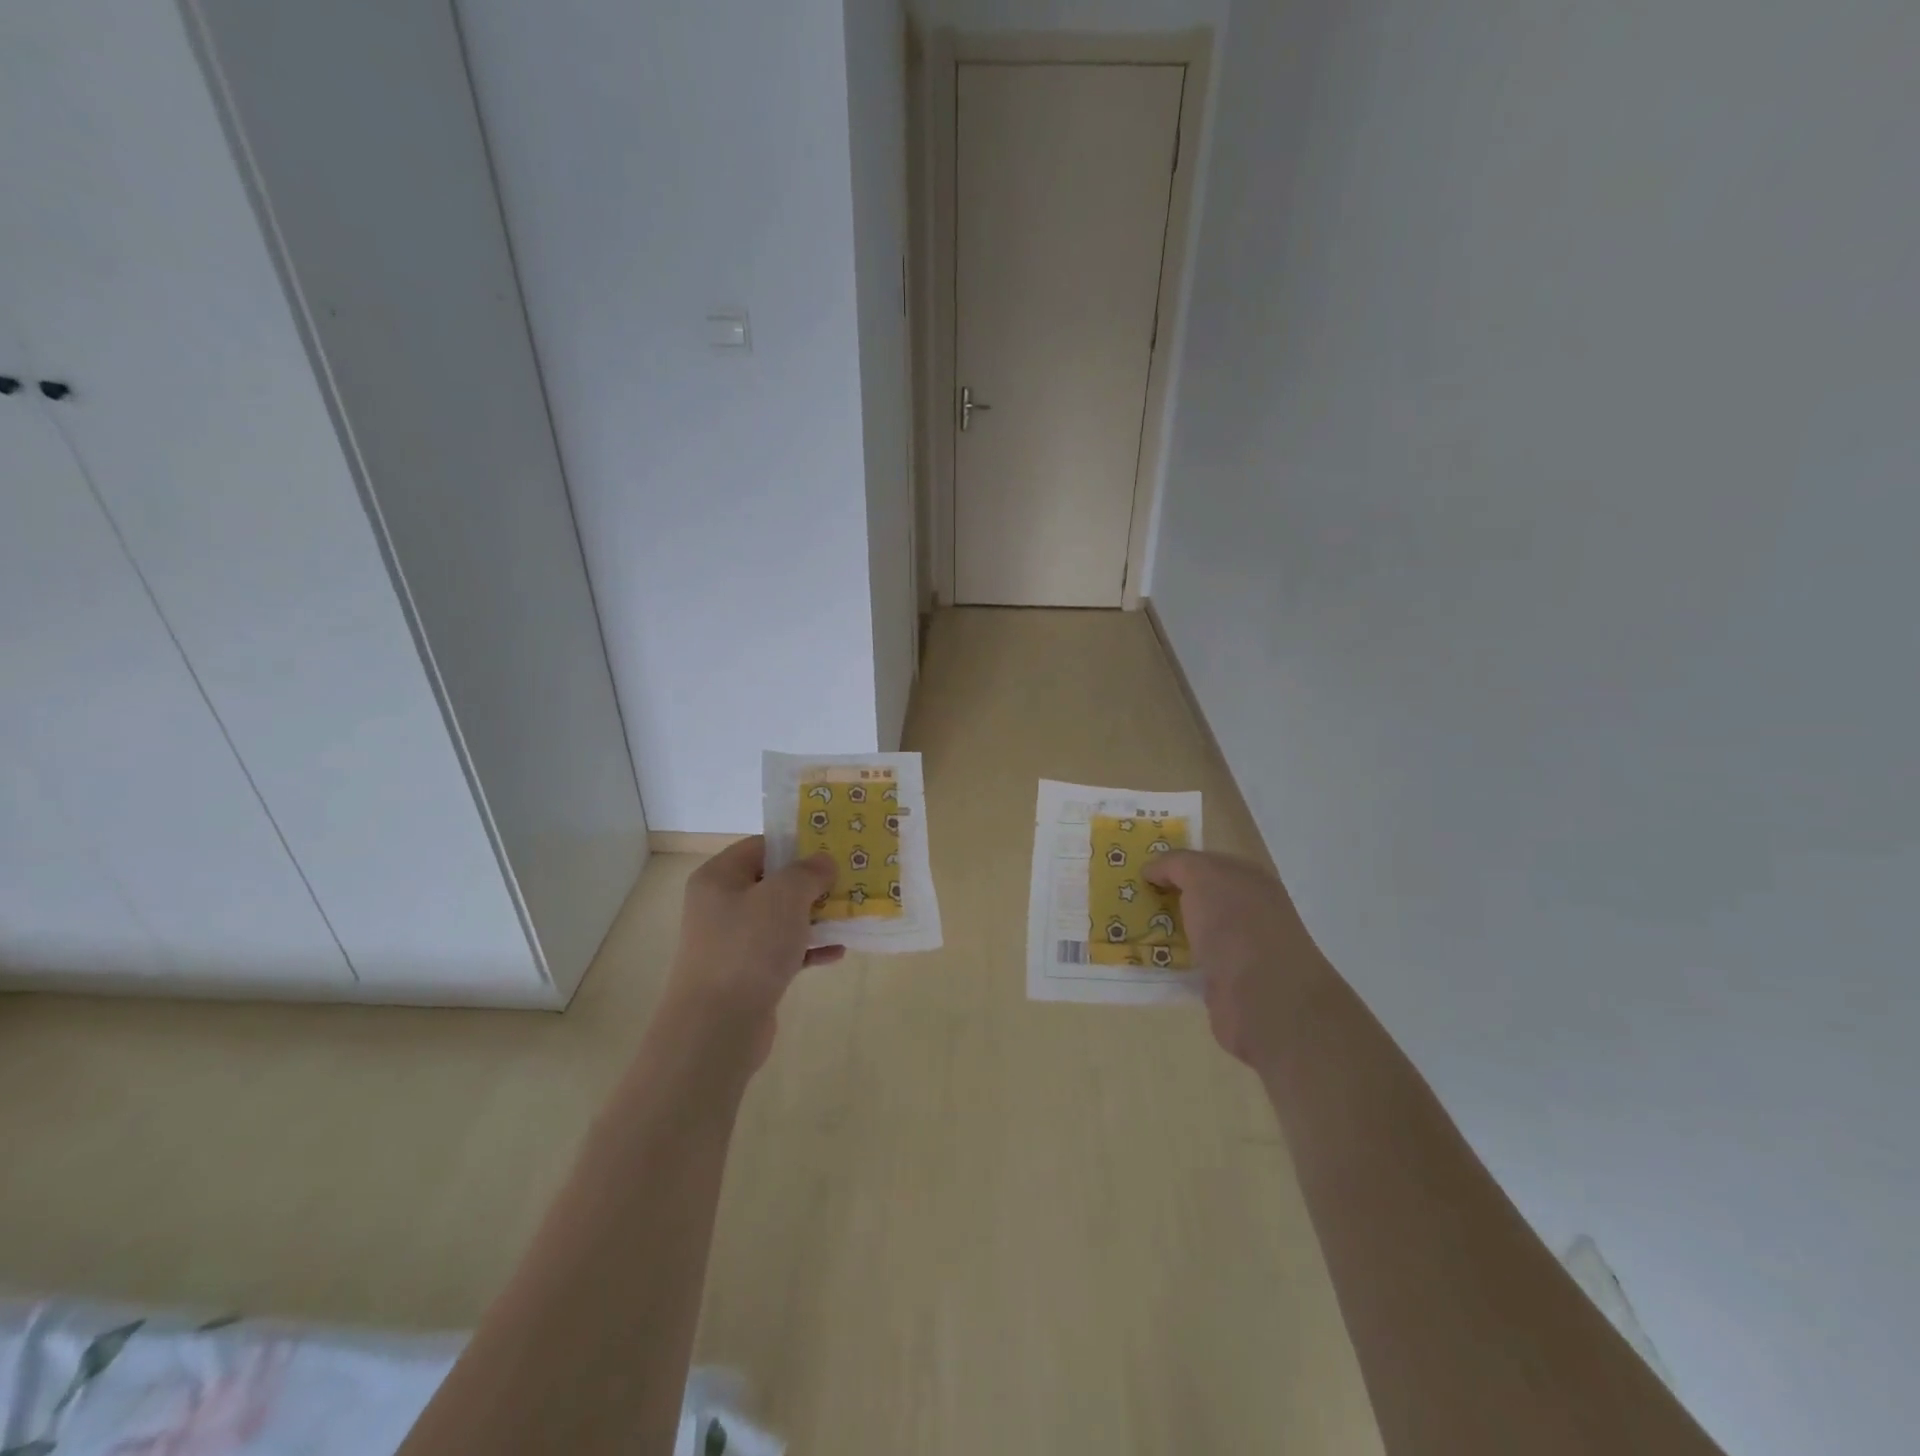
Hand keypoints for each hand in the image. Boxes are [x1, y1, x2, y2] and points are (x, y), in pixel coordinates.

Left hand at [661, 836, 843, 1067]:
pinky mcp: (747, 974)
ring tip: (852, 913)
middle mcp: (721, 905)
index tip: (833, 849)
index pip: (761, 847)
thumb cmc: (748, 947)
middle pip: (773, 883)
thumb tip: (823, 862)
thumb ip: (808, 872)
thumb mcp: (784, 896)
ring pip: (781, 919)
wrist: (718, 1026)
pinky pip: (783, 951)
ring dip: (815, 916)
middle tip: (849, 880)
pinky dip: (809, 949)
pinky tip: (838, 952)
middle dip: (812, 883)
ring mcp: (733, 942)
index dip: (796, 845)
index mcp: (719, 877)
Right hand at [1144, 851, 1336, 1075]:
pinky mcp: (1223, 982)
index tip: (1138, 869)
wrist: (1264, 999)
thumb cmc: (1236, 924)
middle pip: (1197, 897)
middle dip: (1164, 895)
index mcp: (1249, 880)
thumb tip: (1152, 870)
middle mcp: (1247, 911)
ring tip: (1123, 926)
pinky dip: (1168, 959)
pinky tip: (1143, 958)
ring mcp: (1237, 948)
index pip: (1205, 862)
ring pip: (1191, 930)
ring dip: (1163, 928)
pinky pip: (1188, 961)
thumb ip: (1176, 864)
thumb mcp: (1203, 876)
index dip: (1173, 863)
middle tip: (1124, 896)